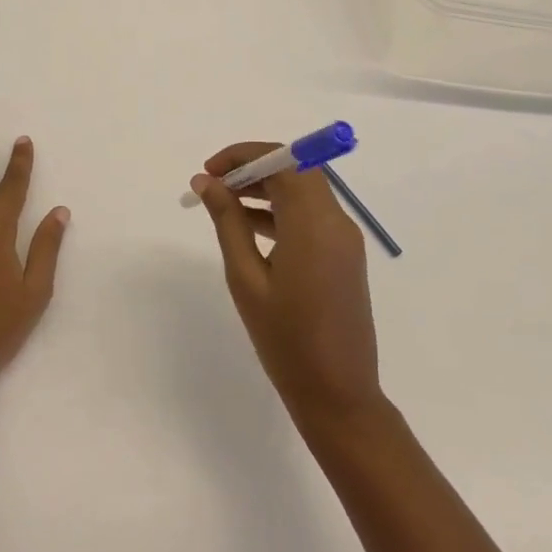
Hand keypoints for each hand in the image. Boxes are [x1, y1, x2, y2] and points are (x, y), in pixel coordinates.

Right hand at [192, 143, 380, 422]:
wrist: (338, 395)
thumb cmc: (286, 340)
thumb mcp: (246, 278)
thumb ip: (228, 222)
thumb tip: (207, 181)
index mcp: (314, 224)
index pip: (283, 161)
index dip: (244, 155)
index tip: (210, 171)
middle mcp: (336, 222)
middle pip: (296, 170)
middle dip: (253, 167)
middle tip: (214, 185)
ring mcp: (344, 240)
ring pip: (304, 191)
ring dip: (266, 188)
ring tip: (224, 203)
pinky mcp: (344, 256)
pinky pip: (311, 215)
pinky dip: (281, 210)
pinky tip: (249, 227)